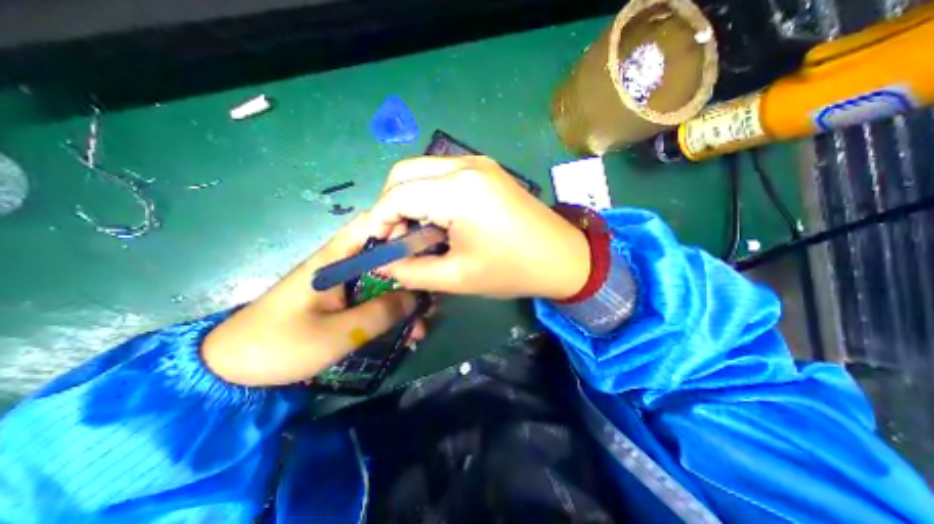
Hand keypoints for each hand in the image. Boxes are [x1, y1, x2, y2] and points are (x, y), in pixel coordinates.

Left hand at [204, 211, 424, 385]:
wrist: (233, 372)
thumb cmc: (281, 346)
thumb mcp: (338, 333)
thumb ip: (380, 313)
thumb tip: (416, 297)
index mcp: (335, 260)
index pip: (371, 226)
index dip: (400, 227)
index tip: (426, 245)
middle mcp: (341, 266)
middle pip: (384, 256)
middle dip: (411, 272)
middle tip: (431, 293)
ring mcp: (342, 285)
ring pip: (383, 281)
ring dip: (404, 299)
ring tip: (421, 324)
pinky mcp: (341, 302)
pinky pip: (373, 299)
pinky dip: (390, 312)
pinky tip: (404, 333)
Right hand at [366, 157, 588, 297]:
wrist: (562, 257)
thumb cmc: (512, 270)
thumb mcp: (457, 278)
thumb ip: (411, 271)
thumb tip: (382, 263)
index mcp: (458, 191)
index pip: (397, 195)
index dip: (378, 220)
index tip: (376, 245)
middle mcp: (464, 165)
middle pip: (404, 173)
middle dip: (390, 205)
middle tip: (397, 238)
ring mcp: (477, 163)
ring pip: (422, 171)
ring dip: (409, 199)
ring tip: (417, 232)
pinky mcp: (486, 170)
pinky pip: (442, 175)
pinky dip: (429, 194)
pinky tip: (438, 220)